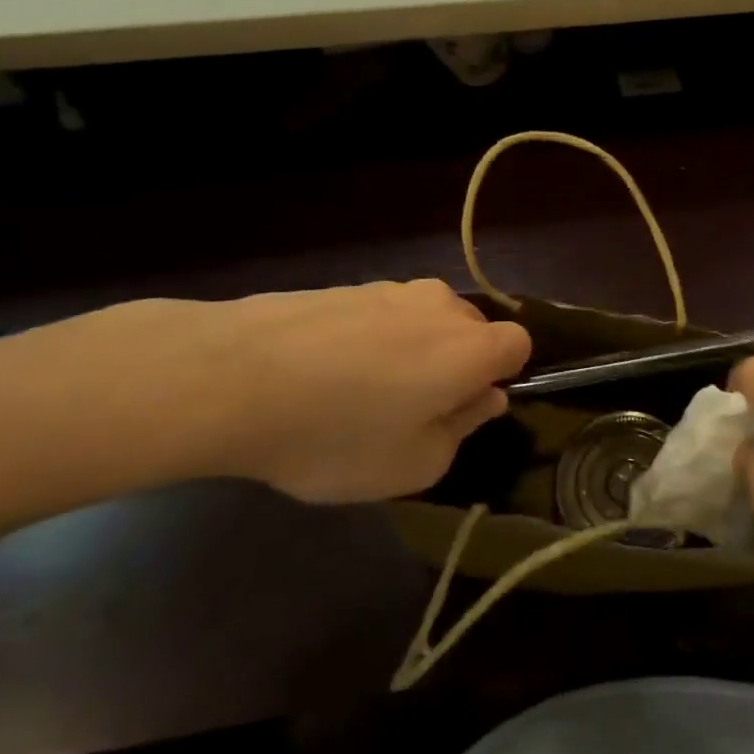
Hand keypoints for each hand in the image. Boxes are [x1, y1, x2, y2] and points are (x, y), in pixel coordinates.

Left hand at [80, 281, 530, 502]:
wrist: (235, 376)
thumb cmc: (338, 434)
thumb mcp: (413, 466)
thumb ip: (463, 430)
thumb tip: (485, 398)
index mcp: (471, 347)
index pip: (519, 345)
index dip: (499, 378)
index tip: (461, 410)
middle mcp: (441, 306)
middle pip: (471, 331)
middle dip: (456, 365)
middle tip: (409, 413)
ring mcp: (391, 290)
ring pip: (424, 322)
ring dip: (411, 352)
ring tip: (358, 396)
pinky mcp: (347, 287)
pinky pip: (381, 316)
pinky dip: (370, 341)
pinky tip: (323, 375)